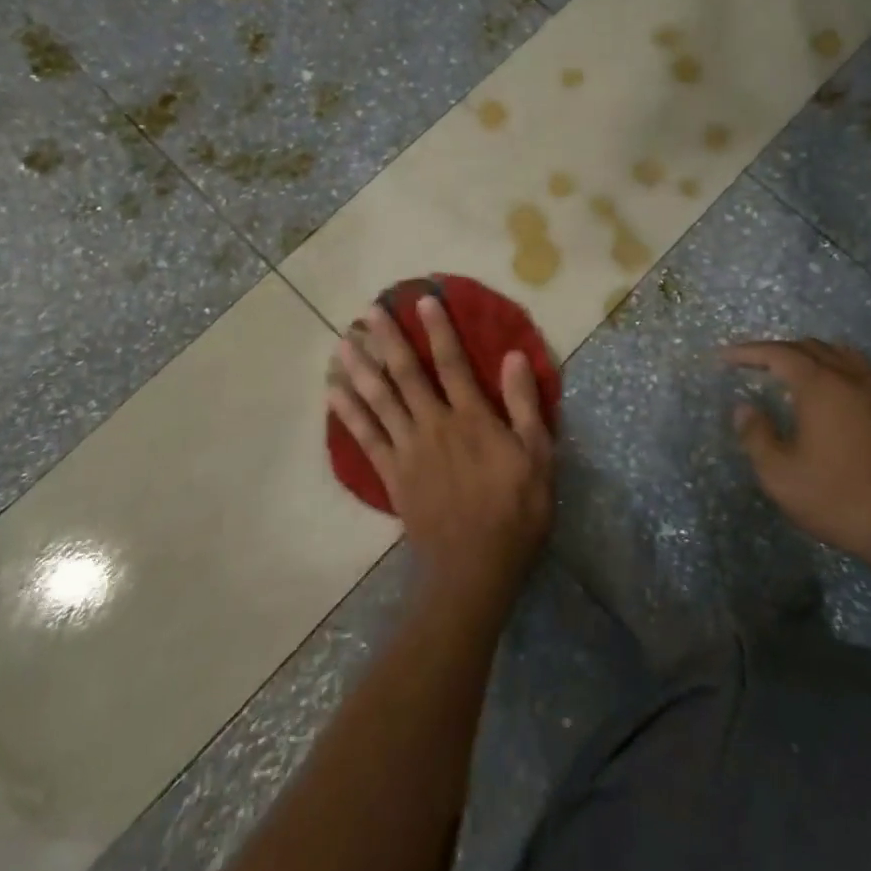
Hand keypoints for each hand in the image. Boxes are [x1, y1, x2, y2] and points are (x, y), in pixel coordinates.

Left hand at [328, 296, 554, 618]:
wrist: (474, 570)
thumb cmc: (515, 512)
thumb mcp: (537, 457)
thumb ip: (523, 405)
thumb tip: (512, 356)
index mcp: (471, 418)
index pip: (452, 363)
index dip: (438, 329)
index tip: (423, 300)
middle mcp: (434, 425)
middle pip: (406, 374)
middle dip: (387, 340)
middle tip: (369, 312)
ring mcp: (407, 450)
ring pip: (379, 400)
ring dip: (360, 368)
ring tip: (343, 341)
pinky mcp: (392, 475)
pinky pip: (365, 437)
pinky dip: (348, 413)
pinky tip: (333, 393)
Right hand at [724, 339, 870, 591]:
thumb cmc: (842, 500)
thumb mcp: (781, 476)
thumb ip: (756, 436)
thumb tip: (745, 409)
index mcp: (821, 385)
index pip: (778, 353)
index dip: (747, 352)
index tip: (725, 357)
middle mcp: (853, 377)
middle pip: (811, 347)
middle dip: (778, 350)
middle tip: (755, 364)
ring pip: (842, 355)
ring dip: (812, 356)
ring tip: (793, 372)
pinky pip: (865, 373)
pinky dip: (839, 371)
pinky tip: (835, 396)